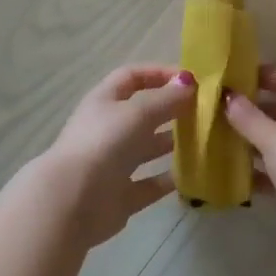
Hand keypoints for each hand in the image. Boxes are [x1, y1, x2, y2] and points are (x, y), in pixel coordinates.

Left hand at [42, 66, 194, 247]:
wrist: (72, 202)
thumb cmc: (104, 144)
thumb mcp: (138, 113)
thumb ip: (166, 98)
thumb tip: (188, 82)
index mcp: (104, 102)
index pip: (132, 77)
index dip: (158, 73)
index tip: (189, 79)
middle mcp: (107, 130)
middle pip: (142, 113)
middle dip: (170, 109)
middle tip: (203, 111)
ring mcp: (112, 164)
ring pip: (146, 148)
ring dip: (171, 143)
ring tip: (202, 140)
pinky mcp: (120, 196)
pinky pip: (149, 184)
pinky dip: (167, 180)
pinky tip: (191, 175)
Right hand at [223, 68, 275, 255]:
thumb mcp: (273, 138)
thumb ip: (248, 117)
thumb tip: (228, 96)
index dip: (263, 75)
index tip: (235, 80)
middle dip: (254, 111)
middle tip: (223, 114)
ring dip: (255, 141)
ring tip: (224, 143)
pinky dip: (263, 171)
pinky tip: (239, 178)